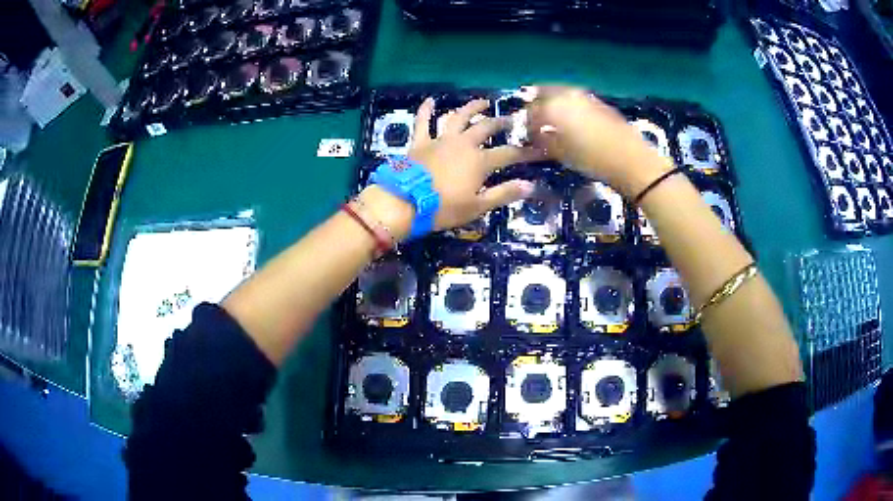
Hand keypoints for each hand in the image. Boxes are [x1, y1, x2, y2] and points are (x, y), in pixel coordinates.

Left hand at [409, 97, 542, 230]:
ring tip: (483, 102)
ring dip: (471, 108)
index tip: (540, 150)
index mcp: (480, 161)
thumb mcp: (477, 206)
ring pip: (458, 117)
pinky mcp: (420, 142)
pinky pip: (423, 122)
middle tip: (512, 119)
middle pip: (486, 128)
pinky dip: (426, 110)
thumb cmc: (443, 208)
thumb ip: (504, 194)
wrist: (405, 202)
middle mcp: (463, 144)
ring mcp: (440, 140)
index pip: (509, 153)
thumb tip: (530, 186)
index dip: (526, 152)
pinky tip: (430, 100)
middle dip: (501, 123)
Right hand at [526, 86, 671, 197]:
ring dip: (553, 103)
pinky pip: (576, 99)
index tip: (528, 137)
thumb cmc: (592, 159)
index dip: (526, 125)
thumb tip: (537, 138)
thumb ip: (544, 142)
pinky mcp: (599, 102)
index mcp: (553, 107)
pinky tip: (572, 120)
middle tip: (536, 120)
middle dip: (537, 105)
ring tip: (553, 120)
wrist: (630, 159)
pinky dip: (569, 106)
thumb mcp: (562, 154)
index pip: (530, 111)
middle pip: (543, 92)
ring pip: (561, 93)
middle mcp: (567, 95)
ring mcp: (585, 96)